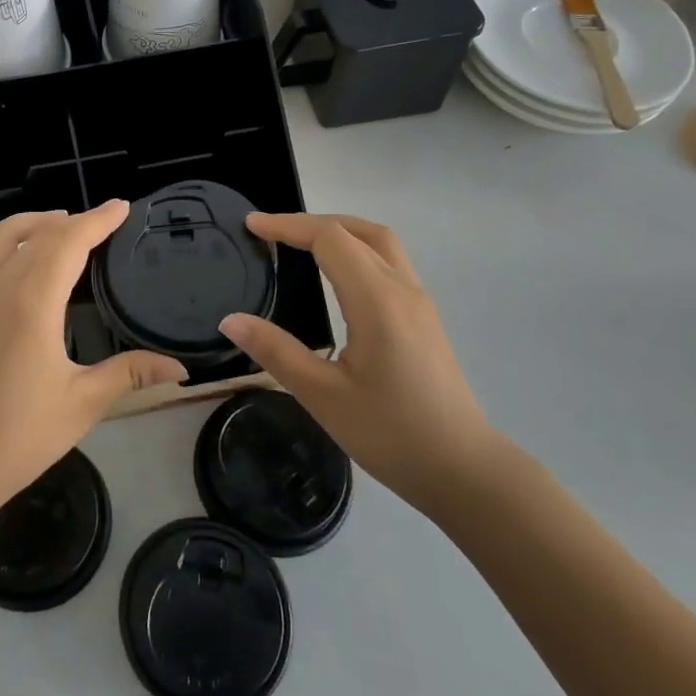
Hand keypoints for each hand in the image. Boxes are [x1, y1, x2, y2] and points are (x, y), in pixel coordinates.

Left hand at [0, 202, 186, 517]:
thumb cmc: (19, 436)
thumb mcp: (82, 403)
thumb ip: (130, 374)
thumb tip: (180, 368)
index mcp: (33, 300)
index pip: (70, 242)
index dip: (97, 220)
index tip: (120, 208)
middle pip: (35, 235)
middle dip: (69, 221)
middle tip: (96, 223)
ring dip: (25, 224)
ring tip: (51, 224)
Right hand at [220, 213, 503, 513]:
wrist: (465, 472)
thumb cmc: (392, 434)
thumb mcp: (323, 396)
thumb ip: (276, 351)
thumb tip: (230, 319)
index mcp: (377, 300)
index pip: (330, 238)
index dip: (288, 225)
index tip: (252, 226)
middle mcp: (402, 290)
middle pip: (359, 231)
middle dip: (312, 223)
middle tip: (272, 232)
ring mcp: (419, 302)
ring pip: (380, 243)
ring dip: (339, 232)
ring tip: (301, 245)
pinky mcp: (425, 319)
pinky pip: (389, 263)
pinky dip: (357, 251)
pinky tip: (337, 278)